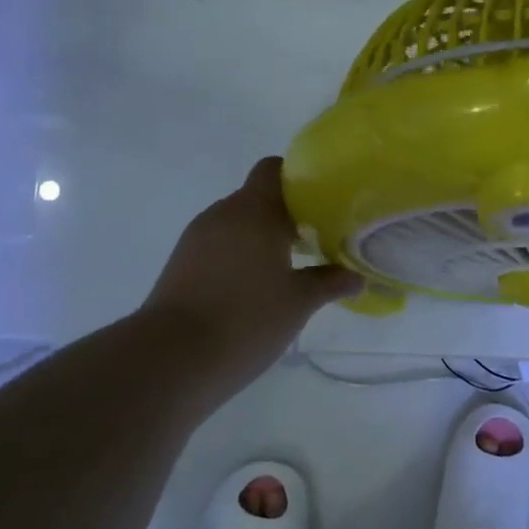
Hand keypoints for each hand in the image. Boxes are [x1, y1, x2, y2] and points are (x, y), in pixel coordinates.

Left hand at [141, 157, 361, 388]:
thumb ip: (330, 283)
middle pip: (257, 198)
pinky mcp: (181, 264)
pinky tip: (257, 287)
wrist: (171, 359)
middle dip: (287, 215)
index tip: (323, 202)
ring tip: (290, 267)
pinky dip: (240, 256)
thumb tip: (356, 277)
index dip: (298, 179)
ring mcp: (196, 239)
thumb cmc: (246, 319)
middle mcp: (222, 214)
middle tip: (317, 240)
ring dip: (262, 238)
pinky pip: (219, 246)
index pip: (274, 169)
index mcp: (254, 211)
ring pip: (237, 224)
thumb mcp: (299, 302)